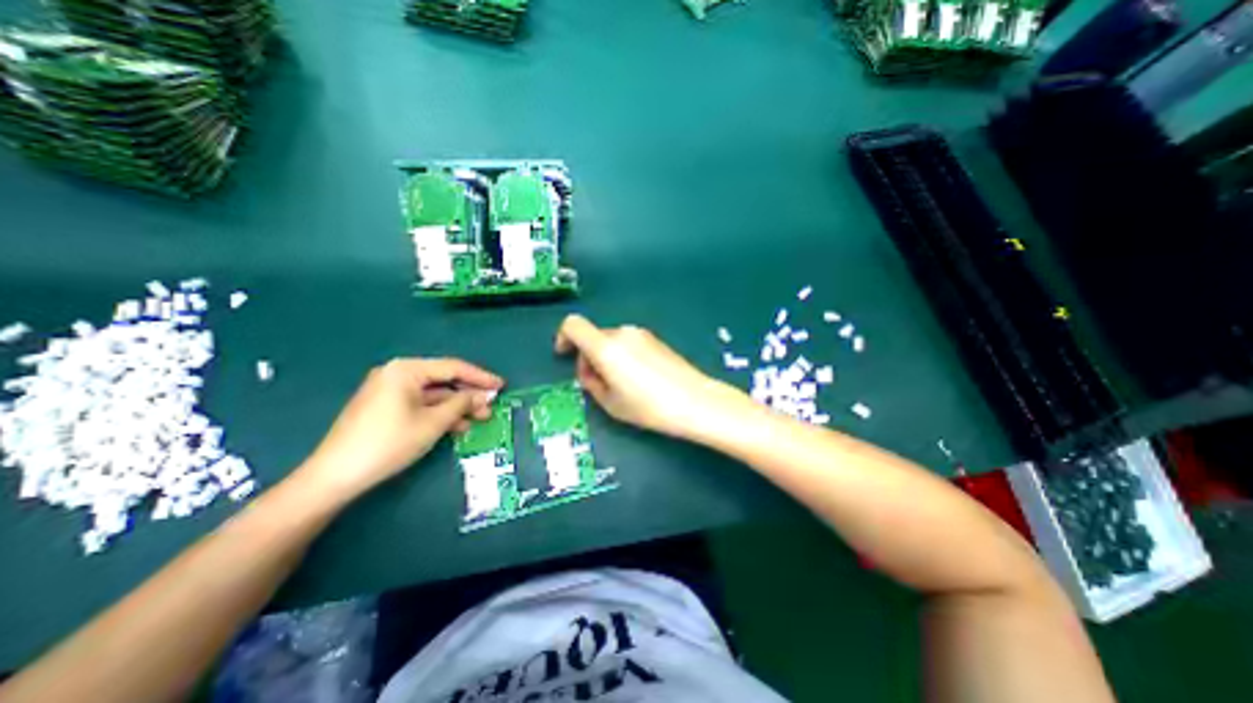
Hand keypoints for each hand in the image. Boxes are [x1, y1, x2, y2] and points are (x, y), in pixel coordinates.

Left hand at [301, 356, 503, 500]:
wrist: (335, 476)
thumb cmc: (389, 442)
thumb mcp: (434, 422)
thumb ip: (462, 404)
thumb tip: (484, 395)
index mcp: (407, 370)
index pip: (453, 368)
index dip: (481, 377)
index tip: (502, 385)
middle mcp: (397, 374)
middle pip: (443, 380)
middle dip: (469, 395)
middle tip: (491, 407)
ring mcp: (389, 391)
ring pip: (433, 394)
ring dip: (457, 406)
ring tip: (479, 420)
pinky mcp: (385, 407)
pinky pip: (420, 404)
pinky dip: (439, 413)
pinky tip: (456, 426)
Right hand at [551, 313, 742, 436]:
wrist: (695, 401)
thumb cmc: (648, 406)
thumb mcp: (610, 402)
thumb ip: (591, 382)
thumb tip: (589, 370)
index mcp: (605, 346)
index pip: (573, 325)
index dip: (563, 337)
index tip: (564, 355)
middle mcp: (622, 333)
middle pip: (593, 336)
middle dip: (588, 356)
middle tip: (597, 383)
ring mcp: (641, 334)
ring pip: (611, 340)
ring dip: (606, 356)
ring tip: (620, 384)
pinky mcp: (655, 339)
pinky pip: (628, 343)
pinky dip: (622, 355)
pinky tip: (637, 379)